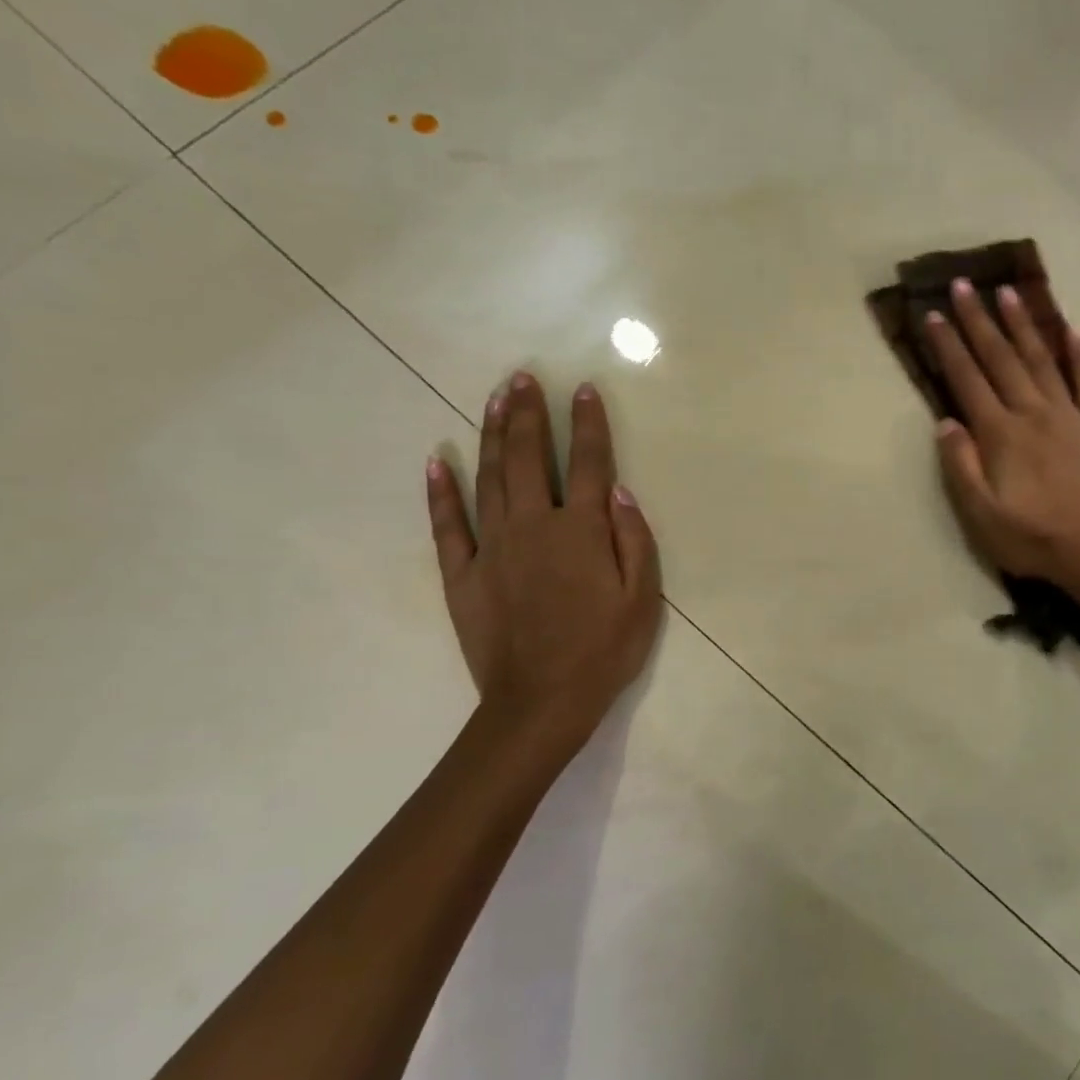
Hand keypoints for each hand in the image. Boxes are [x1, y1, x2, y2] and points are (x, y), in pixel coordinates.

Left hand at [425, 372, 661, 747]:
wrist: (541, 701)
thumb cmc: (604, 651)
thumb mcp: (643, 599)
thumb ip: (634, 540)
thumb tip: (620, 492)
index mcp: (581, 531)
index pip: (588, 464)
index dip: (588, 424)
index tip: (582, 389)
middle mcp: (534, 526)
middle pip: (529, 458)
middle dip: (527, 414)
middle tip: (522, 377)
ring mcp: (493, 547)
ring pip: (489, 478)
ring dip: (491, 435)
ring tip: (494, 399)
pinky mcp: (463, 574)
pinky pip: (448, 525)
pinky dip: (441, 491)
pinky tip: (437, 461)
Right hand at [925, 280, 1079, 590]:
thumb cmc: (1032, 539)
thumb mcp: (981, 515)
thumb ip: (961, 466)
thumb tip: (945, 421)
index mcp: (1001, 435)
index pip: (968, 380)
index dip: (949, 347)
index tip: (933, 315)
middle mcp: (1033, 414)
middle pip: (1001, 359)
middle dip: (979, 321)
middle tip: (964, 285)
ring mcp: (1070, 417)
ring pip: (1042, 361)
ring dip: (1024, 326)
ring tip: (1009, 292)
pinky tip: (1074, 331)